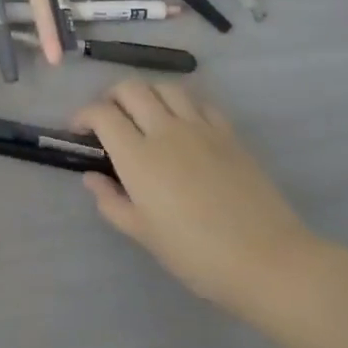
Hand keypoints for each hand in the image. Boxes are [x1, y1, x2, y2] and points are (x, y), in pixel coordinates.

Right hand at [73, 79, 324, 315]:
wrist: (267, 260)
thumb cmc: (196, 254)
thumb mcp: (143, 235)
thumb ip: (111, 202)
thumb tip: (92, 177)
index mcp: (138, 156)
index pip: (101, 113)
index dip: (84, 115)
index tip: (79, 130)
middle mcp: (165, 130)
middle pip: (130, 88)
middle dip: (111, 96)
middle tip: (108, 117)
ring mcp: (200, 128)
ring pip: (165, 87)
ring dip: (147, 93)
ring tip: (144, 113)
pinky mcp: (228, 133)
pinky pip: (200, 102)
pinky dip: (183, 104)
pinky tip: (183, 122)